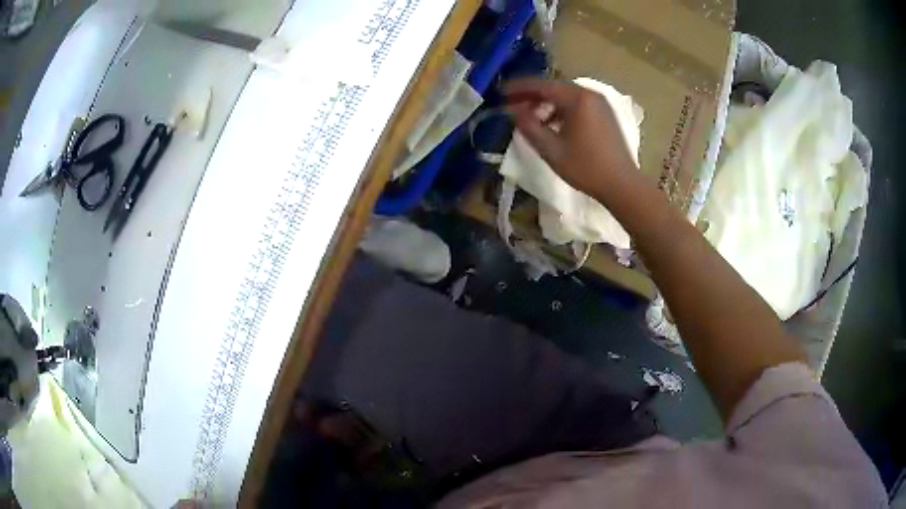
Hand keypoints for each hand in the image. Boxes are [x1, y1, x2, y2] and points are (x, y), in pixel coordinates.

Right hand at [503, 78, 640, 200]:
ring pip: (566, 97)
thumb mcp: (551, 149)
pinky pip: (578, 105)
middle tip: (512, 104)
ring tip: (530, 118)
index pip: (542, 85)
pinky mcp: (605, 115)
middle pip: (555, 88)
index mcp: (578, 98)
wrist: (622, 184)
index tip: (501, 92)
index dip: (519, 88)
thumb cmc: (586, 167)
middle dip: (532, 96)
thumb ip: (529, 126)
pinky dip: (561, 111)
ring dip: (546, 104)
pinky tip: (552, 125)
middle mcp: (590, 94)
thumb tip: (513, 111)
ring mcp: (600, 104)